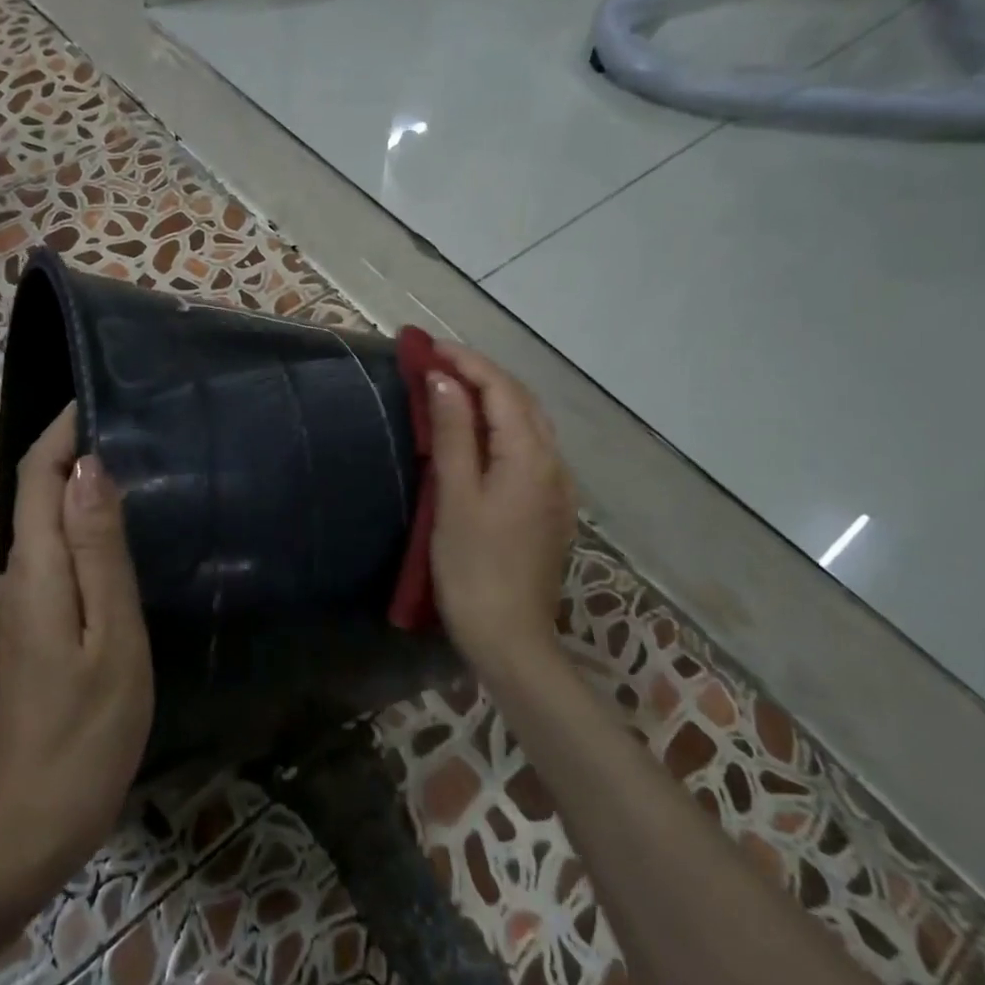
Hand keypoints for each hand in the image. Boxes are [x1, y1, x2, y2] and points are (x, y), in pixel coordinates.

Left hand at [0, 405, 153, 892]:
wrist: (28, 827)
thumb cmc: (88, 731)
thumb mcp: (112, 637)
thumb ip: (98, 550)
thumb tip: (88, 468)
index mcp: (32, 572)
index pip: (38, 475)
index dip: (62, 431)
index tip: (98, 399)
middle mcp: (9, 579)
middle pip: (36, 498)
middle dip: (74, 458)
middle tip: (135, 438)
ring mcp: (7, 610)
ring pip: (42, 534)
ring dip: (77, 500)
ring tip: (135, 487)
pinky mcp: (16, 635)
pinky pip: (45, 567)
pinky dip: (74, 541)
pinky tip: (111, 554)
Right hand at [424, 342, 577, 679]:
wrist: (510, 638)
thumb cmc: (472, 567)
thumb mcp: (455, 497)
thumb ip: (453, 434)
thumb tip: (445, 381)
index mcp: (530, 457)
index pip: (501, 389)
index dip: (466, 362)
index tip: (428, 347)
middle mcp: (553, 464)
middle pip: (520, 400)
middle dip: (480, 373)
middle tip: (436, 362)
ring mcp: (556, 487)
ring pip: (528, 423)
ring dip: (492, 397)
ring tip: (452, 388)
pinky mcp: (549, 507)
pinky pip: (528, 448)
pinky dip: (501, 426)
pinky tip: (478, 433)